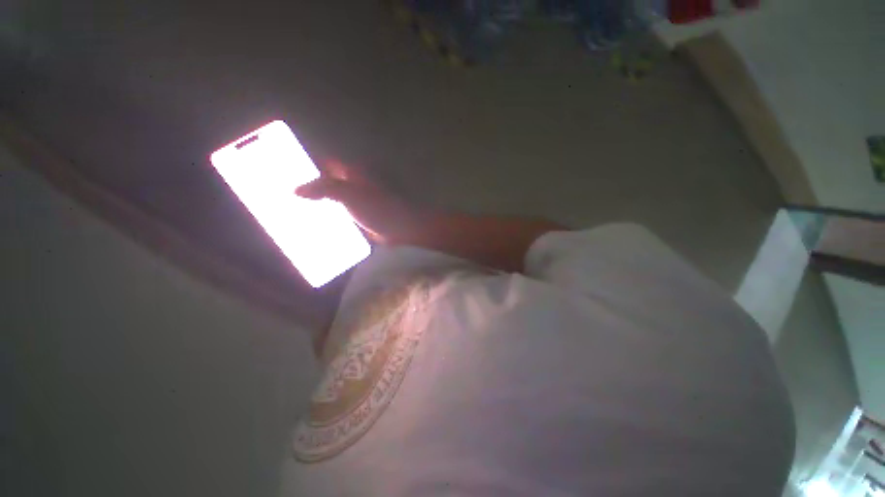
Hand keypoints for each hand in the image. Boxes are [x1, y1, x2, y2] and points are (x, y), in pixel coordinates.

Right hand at [295, 161, 424, 242]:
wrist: (401, 229)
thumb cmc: (379, 207)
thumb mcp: (350, 194)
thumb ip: (324, 188)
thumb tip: (295, 190)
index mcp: (353, 173)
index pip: (325, 164)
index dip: (308, 166)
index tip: (286, 174)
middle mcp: (355, 185)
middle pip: (327, 183)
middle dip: (310, 189)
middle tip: (286, 198)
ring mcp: (358, 203)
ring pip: (333, 201)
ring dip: (318, 206)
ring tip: (294, 213)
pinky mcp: (361, 218)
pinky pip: (340, 216)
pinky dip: (329, 219)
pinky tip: (315, 226)